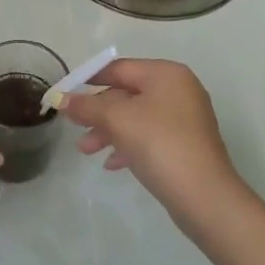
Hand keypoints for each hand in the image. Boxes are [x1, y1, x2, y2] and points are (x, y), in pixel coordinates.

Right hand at [62, 59, 241, 224]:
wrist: (204, 197)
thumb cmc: (160, 144)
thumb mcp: (118, 120)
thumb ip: (87, 106)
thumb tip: (60, 98)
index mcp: (166, 74)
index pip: (118, 68)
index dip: (88, 79)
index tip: (64, 95)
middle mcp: (178, 89)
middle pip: (127, 93)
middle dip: (98, 112)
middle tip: (75, 129)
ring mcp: (185, 118)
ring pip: (136, 117)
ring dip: (109, 131)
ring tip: (87, 151)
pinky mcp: (186, 145)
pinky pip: (149, 137)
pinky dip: (128, 145)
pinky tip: (112, 164)